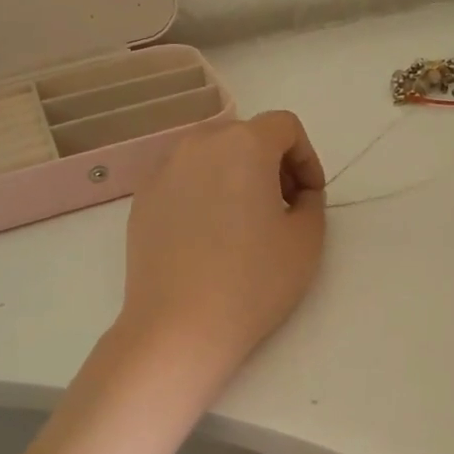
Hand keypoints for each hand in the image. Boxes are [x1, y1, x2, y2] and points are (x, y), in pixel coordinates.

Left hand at [119, 110, 326, 379]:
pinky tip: (207, 236)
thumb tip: (296, 194)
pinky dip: (203, 191)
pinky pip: (183, 179)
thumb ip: (311, 201)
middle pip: (245, 135)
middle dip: (271, 163)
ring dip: (235, 174)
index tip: (310, 197)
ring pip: (210, 155)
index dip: (306, 157)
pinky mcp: (141, 198)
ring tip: (243, 221)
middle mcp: (198, 144)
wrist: (178, 327)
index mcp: (243, 145)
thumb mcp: (306, 241)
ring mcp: (163, 170)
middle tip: (282, 207)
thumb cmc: (252, 282)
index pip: (284, 126)